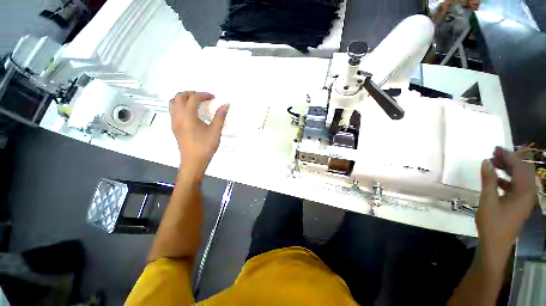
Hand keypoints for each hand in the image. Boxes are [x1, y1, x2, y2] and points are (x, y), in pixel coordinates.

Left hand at [170, 91, 228, 178]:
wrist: (193, 161)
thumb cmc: (205, 146)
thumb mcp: (215, 131)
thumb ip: (220, 116)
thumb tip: (226, 104)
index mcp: (188, 116)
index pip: (193, 98)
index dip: (204, 95)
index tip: (213, 97)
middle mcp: (177, 116)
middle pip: (180, 96)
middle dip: (192, 93)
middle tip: (204, 97)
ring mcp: (174, 121)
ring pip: (174, 102)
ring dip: (184, 98)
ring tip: (196, 102)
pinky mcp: (174, 127)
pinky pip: (173, 110)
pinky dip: (181, 105)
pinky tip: (191, 112)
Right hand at [476, 147, 536, 268]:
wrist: (495, 243)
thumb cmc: (492, 222)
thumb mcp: (488, 200)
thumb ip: (488, 180)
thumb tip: (486, 161)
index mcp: (524, 192)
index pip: (520, 167)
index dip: (508, 156)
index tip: (495, 149)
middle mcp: (528, 193)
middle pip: (522, 171)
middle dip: (509, 160)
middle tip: (493, 153)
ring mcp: (524, 199)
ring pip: (519, 178)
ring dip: (508, 169)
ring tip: (494, 163)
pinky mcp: (519, 203)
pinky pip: (516, 186)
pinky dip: (507, 179)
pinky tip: (496, 179)